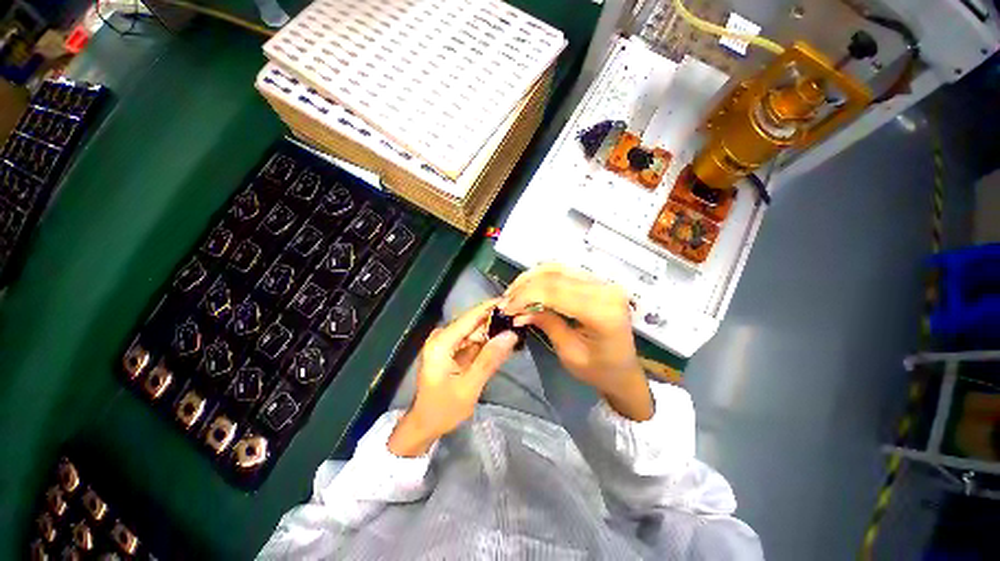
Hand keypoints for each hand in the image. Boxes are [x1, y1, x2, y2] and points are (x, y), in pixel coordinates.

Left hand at [388, 299, 518, 456]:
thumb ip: (489, 359)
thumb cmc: (443, 409)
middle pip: (473, 321)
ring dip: (493, 330)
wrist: (425, 424)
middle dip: (496, 319)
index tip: (512, 300)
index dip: (491, 307)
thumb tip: (511, 335)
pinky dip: (487, 340)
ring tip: (516, 327)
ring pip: (475, 329)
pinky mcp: (451, 348)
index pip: (470, 317)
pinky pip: (472, 338)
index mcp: (441, 343)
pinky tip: (502, 341)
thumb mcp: (469, 387)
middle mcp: (442, 336)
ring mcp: (446, 341)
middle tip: (519, 318)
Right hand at [501, 264, 652, 420]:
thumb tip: (517, 310)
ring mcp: (603, 282)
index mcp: (602, 312)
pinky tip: (529, 287)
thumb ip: (545, 323)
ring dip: (531, 278)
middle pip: (555, 276)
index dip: (526, 296)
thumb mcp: (568, 353)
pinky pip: (564, 271)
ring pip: (557, 268)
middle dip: (525, 287)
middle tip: (506, 301)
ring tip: (514, 293)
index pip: (555, 292)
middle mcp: (606, 289)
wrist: (624, 370)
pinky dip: (542, 277)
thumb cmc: (599, 370)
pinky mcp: (597, 281)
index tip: (506, 308)